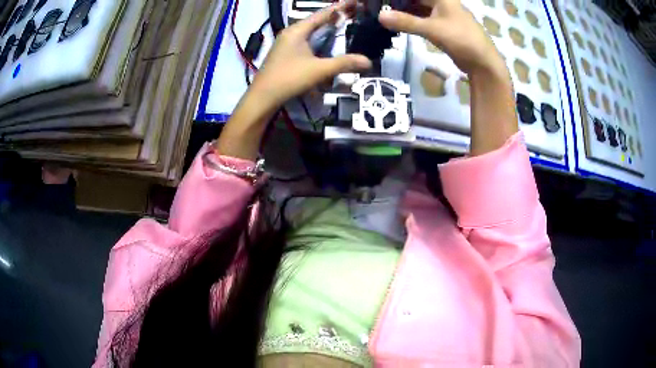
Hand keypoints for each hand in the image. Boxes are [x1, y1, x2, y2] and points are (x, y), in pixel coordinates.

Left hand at [251, 0, 371, 108]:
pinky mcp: (285, 53)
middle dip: (335, 16)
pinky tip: (326, 43)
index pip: (323, 13)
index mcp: (298, 30)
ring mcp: (286, 43)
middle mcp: (291, 32)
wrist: (262, 97)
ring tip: (344, 24)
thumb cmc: (289, 78)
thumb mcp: (319, 70)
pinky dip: (319, 38)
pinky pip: (306, 40)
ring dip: (326, 27)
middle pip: (317, 20)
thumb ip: (344, 63)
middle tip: (354, 12)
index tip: (355, 1)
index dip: (340, 7)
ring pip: (310, 30)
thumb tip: (368, 61)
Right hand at [379, 0, 505, 76]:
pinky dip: (411, 20)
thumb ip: (406, 22)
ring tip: (384, 15)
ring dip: (403, 11)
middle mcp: (442, 2)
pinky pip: (422, 17)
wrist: (483, 63)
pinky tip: (398, 23)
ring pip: (418, 7)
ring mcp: (443, 14)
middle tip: (379, 8)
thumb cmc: (462, 40)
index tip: (380, 3)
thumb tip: (379, 17)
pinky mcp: (443, 26)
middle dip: (398, 3)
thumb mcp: (432, 29)